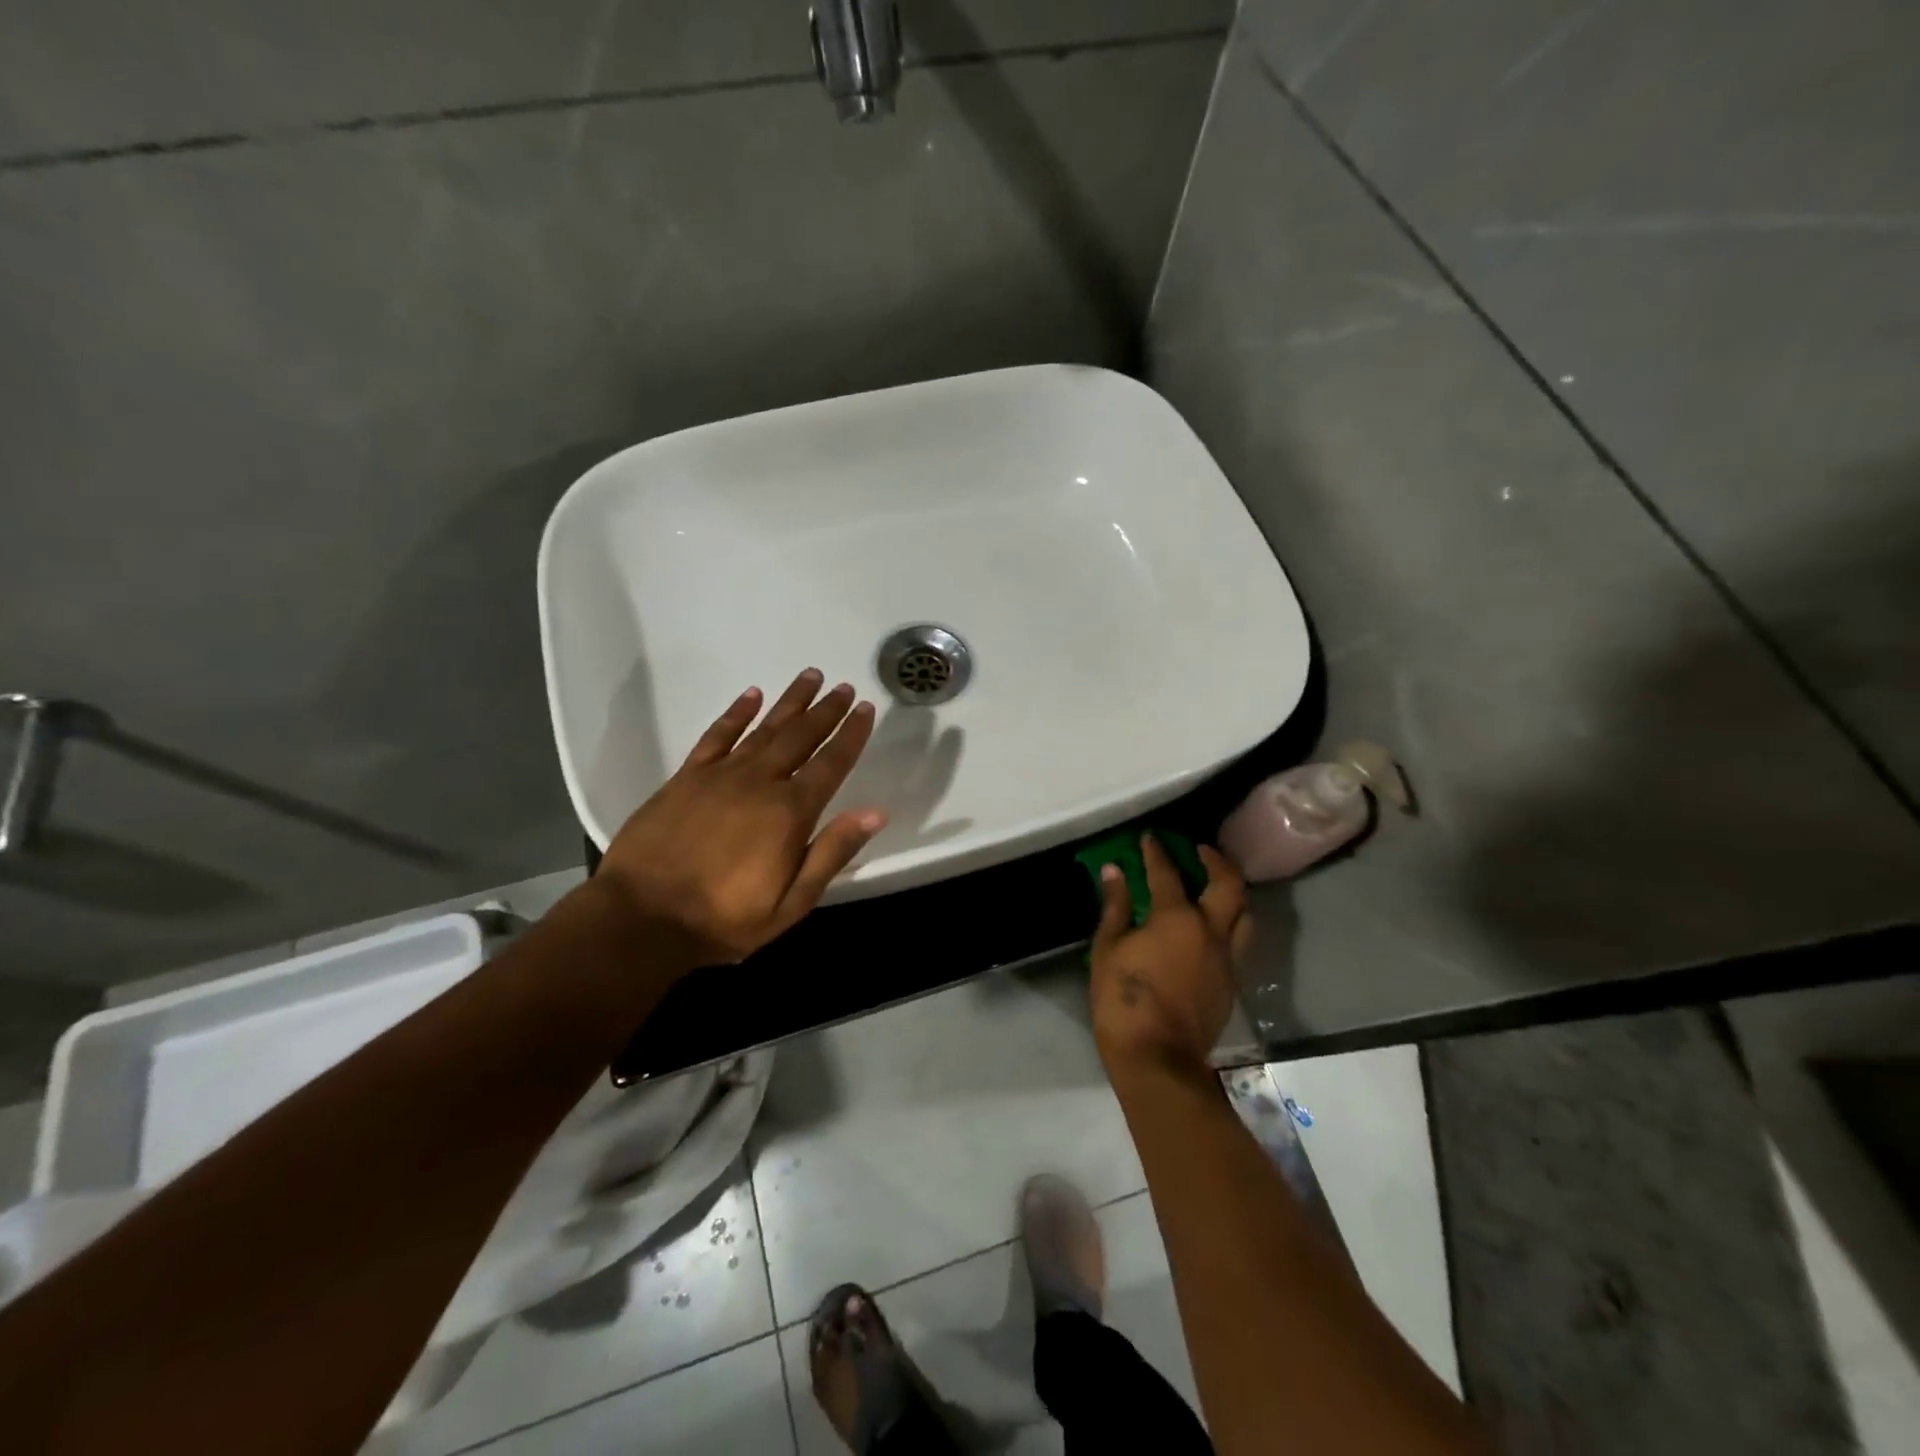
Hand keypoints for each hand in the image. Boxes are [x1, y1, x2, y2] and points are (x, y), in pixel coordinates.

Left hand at [595, 669, 887, 967]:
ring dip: (790, 701)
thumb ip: (832, 853)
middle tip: (843, 686)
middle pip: (800, 736)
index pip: (831, 763)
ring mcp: (721, 775)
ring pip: (764, 728)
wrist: (642, 917)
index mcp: (790, 812)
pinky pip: (717, 736)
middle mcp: (760, 782)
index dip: (851, 735)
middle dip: (826, 711)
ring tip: (810, 676)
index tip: (865, 708)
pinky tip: (752, 695)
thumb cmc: (724, 919)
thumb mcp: (791, 902)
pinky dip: (736, 713)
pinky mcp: (687, 777)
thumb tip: (875, 812)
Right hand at [1089, 835, 1249, 1073]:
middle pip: (1229, 885)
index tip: (1151, 838)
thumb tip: (1114, 871)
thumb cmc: (1123, 999)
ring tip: (1215, 886)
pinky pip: (1238, 942)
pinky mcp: (1231, 983)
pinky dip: (1230, 924)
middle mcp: (1210, 931)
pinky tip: (1210, 929)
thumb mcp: (1108, 948)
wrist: (1158, 1059)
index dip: (1157, 852)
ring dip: (1232, 893)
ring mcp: (1226, 959)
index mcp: (1176, 918)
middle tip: (1200, 851)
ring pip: (1245, 915)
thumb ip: (1116, 906)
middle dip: (1216, 861)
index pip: (1167, 873)